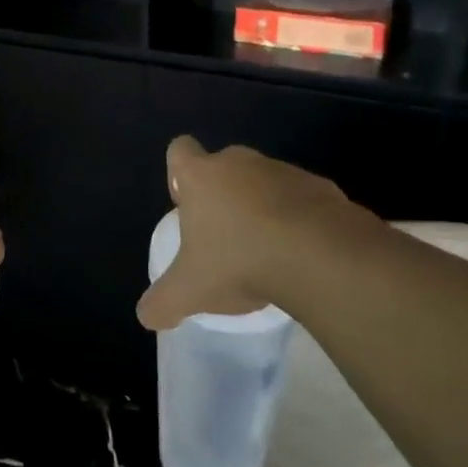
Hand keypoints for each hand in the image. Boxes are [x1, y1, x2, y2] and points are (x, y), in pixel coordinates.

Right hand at [137, 136, 391, 330]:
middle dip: (222, 194)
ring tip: (267, 250)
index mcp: (201, 176)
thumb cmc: (240, 262)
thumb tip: (146, 316)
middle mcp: (240, 162)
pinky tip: (301, 253)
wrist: (320, 257)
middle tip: (224, 235)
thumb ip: (163, 302)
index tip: (187, 204)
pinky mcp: (321, 187)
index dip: (179, 173)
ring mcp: (283, 171)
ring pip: (264, 181)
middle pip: (223, 166)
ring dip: (262, 206)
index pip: (180, 150)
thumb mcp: (190, 292)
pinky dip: (298, 219)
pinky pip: (301, 199)